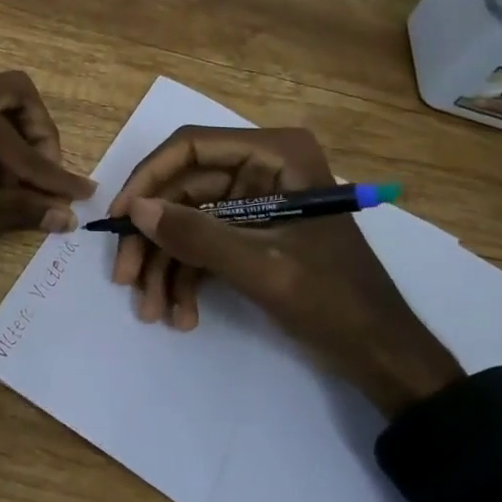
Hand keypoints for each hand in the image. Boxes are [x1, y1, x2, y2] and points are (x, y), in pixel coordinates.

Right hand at [107, 126, 463, 418]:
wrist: (382, 354)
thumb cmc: (334, 301)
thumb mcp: (262, 267)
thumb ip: (197, 235)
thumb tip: (134, 210)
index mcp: (276, 155)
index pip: (192, 147)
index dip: (148, 179)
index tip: (119, 218)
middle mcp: (262, 168)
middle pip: (183, 188)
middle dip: (154, 237)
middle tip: (125, 278)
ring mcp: (254, 201)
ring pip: (187, 220)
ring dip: (165, 265)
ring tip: (152, 311)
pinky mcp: (251, 233)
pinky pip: (203, 244)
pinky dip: (187, 277)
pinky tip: (180, 315)